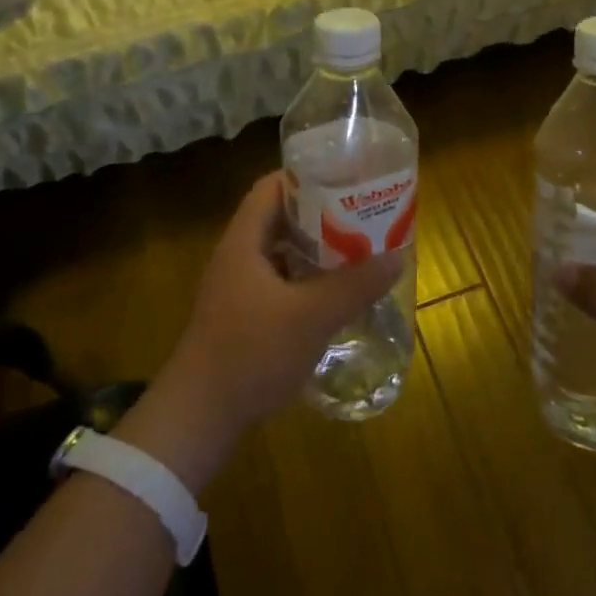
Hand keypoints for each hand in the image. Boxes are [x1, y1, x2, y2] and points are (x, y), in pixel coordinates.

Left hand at [154, 172, 405, 452]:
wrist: (198, 419)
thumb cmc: (250, 354)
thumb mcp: (311, 317)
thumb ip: (355, 285)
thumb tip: (398, 256)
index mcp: (244, 241)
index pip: (272, 187)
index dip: (306, 176)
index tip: (345, 178)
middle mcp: (237, 257)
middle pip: (280, 218)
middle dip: (321, 214)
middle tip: (362, 215)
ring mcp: (237, 289)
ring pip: (281, 253)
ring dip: (316, 250)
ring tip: (357, 250)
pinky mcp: (242, 318)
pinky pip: (280, 283)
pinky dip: (306, 280)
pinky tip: (334, 295)